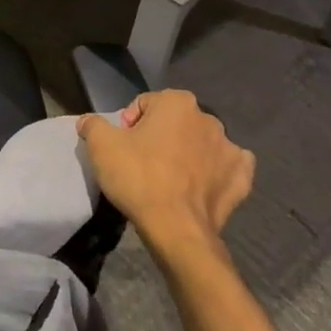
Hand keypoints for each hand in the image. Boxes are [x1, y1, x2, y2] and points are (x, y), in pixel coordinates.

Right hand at [77, 90, 254, 253]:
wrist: (176, 228)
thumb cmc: (138, 177)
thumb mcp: (100, 146)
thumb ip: (93, 125)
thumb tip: (88, 121)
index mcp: (177, 102)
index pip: (146, 103)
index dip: (130, 123)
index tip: (123, 145)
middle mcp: (208, 118)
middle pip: (175, 121)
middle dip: (161, 135)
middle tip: (143, 161)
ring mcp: (230, 148)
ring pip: (202, 143)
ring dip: (189, 152)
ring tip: (170, 178)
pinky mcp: (241, 177)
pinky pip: (228, 167)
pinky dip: (216, 172)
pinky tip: (201, 185)